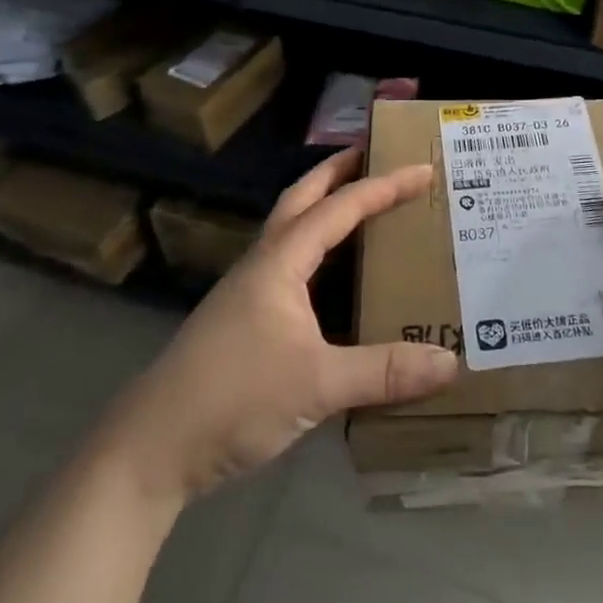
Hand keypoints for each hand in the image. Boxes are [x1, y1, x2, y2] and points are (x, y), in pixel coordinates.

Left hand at [96, 149, 458, 503]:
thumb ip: (384, 372)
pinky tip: (334, 274)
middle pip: (303, 197)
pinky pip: (290, 262)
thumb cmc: (233, 398)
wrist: (152, 448)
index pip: (341, 207)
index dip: (384, 186)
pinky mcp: (244, 318)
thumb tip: (451, 364)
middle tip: (377, 154)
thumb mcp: (317, 385)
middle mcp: (264, 263)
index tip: (424, 171)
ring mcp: (249, 290)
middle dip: (339, 171)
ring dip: (325, 205)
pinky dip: (317, 248)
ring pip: (292, 228)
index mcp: (281, 260)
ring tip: (363, 203)